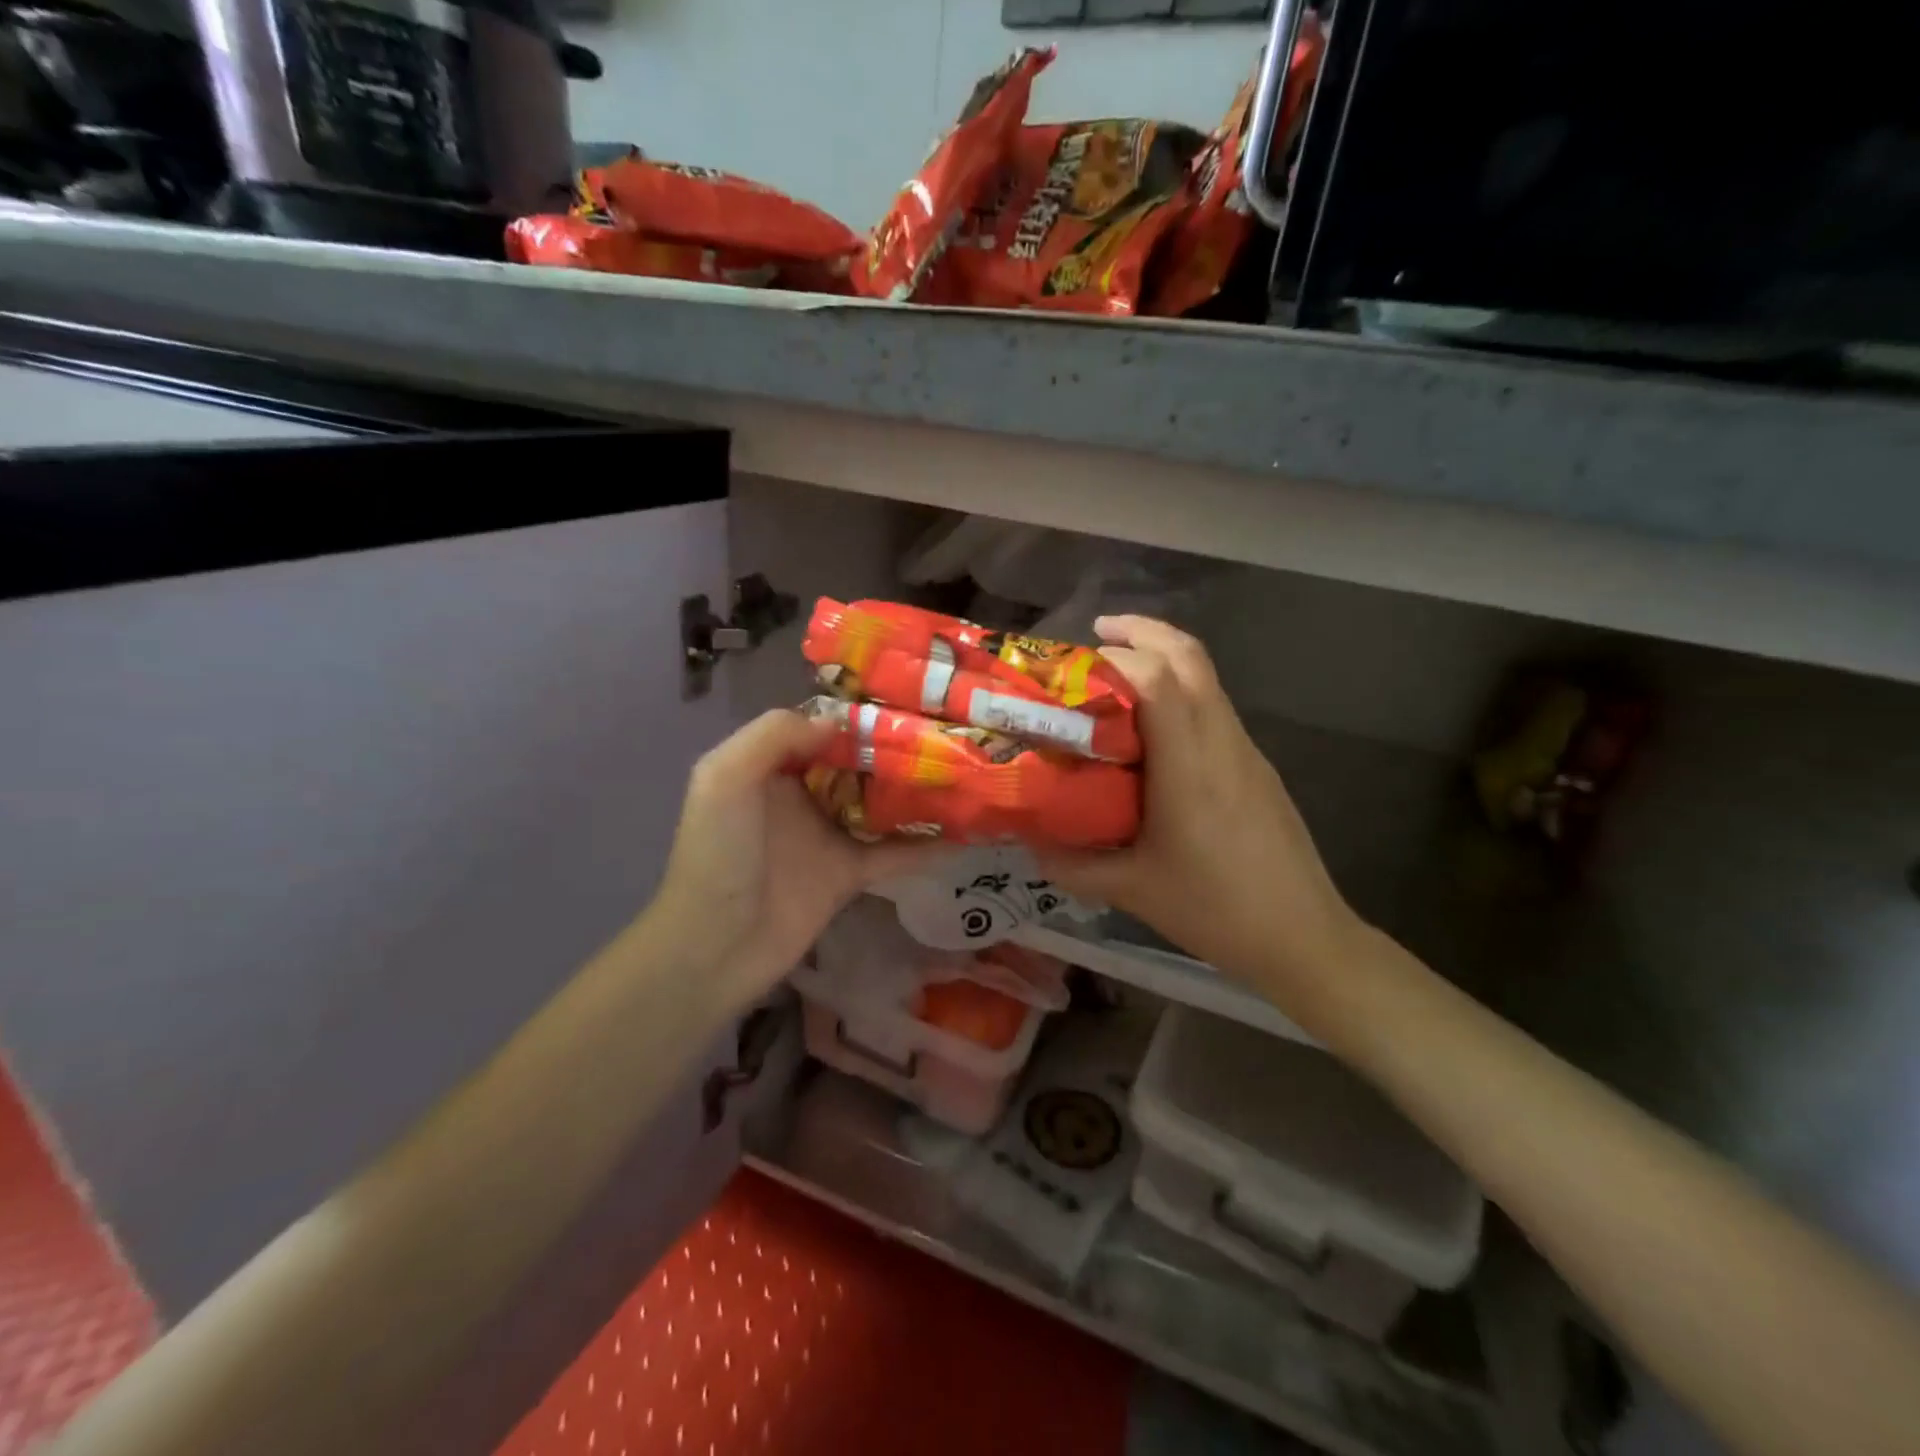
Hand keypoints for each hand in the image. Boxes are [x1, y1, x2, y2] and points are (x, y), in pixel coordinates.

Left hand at [647, 709, 941, 1016]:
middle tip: (948, 732)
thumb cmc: (717, 854)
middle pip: (858, 762)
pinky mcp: (849, 874)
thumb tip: (840, 724)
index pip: (821, 728)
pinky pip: (893, 853)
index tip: (906, 701)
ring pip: (881, 803)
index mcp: (772, 767)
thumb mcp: (725, 777)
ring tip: (964, 769)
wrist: (716, 945)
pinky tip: (965, 832)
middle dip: (897, 747)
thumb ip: (774, 736)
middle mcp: (804, 795)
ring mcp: (829, 835)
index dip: (858, 714)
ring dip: (916, 790)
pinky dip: (926, 845)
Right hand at [1038, 617, 1359, 1001]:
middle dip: (1145, 632)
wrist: (1302, 936)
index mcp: (1189, 765)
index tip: (1075, 661)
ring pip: (1207, 678)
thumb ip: (1073, 865)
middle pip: (1190, 658)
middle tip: (1099, 634)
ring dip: (1165, 658)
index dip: (1116, 657)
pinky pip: (1215, 706)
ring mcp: (1245, 750)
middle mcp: (1221, 741)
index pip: (1158, 680)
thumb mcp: (1132, 890)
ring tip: (1119, 672)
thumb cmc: (1215, 908)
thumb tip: (1028, 844)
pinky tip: (1154, 727)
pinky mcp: (1255, 765)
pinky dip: (1181, 691)